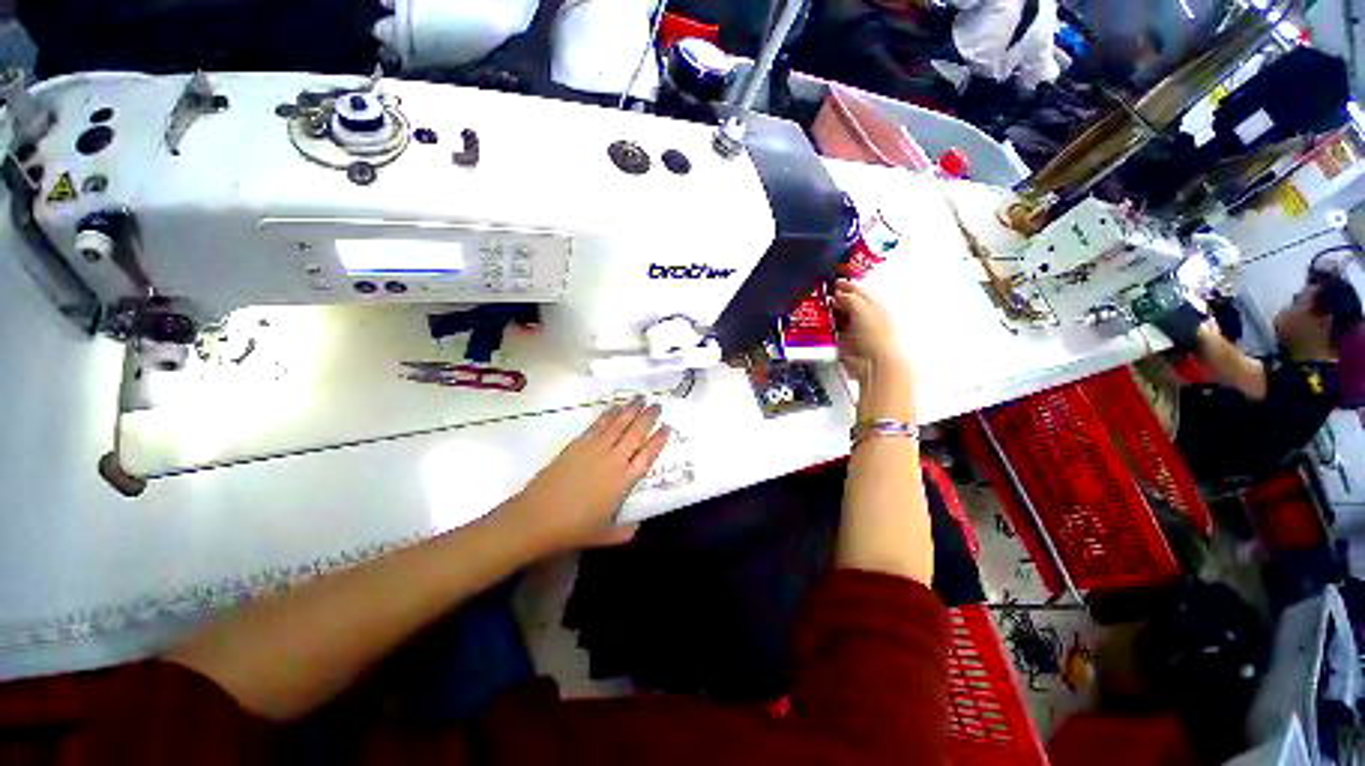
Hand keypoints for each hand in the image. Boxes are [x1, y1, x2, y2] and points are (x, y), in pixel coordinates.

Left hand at [507, 398, 669, 553]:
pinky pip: (598, 425)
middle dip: (648, 418)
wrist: (538, 517)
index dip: (659, 440)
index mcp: (624, 481)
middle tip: (657, 405)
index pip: (647, 456)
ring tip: (641, 398)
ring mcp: (595, 449)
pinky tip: (616, 407)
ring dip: (631, 410)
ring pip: (618, 425)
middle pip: (635, 434)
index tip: (668, 427)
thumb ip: (623, 532)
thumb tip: (637, 529)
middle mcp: (614, 460)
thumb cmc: (573, 528)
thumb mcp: (603, 536)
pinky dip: (608, 415)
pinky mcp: (578, 444)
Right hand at [833, 279, 915, 420]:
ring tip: (822, 309)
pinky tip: (824, 326)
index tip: (835, 282)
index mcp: (878, 306)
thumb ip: (850, 299)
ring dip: (832, 314)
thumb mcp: (863, 310)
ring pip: (842, 318)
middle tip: (825, 295)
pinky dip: (829, 328)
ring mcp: (858, 332)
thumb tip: (841, 295)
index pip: (861, 292)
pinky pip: (836, 333)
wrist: (875, 363)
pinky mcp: (848, 345)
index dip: (848, 286)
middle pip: (850, 305)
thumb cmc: (878, 337)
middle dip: (838, 300)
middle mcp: (869, 319)